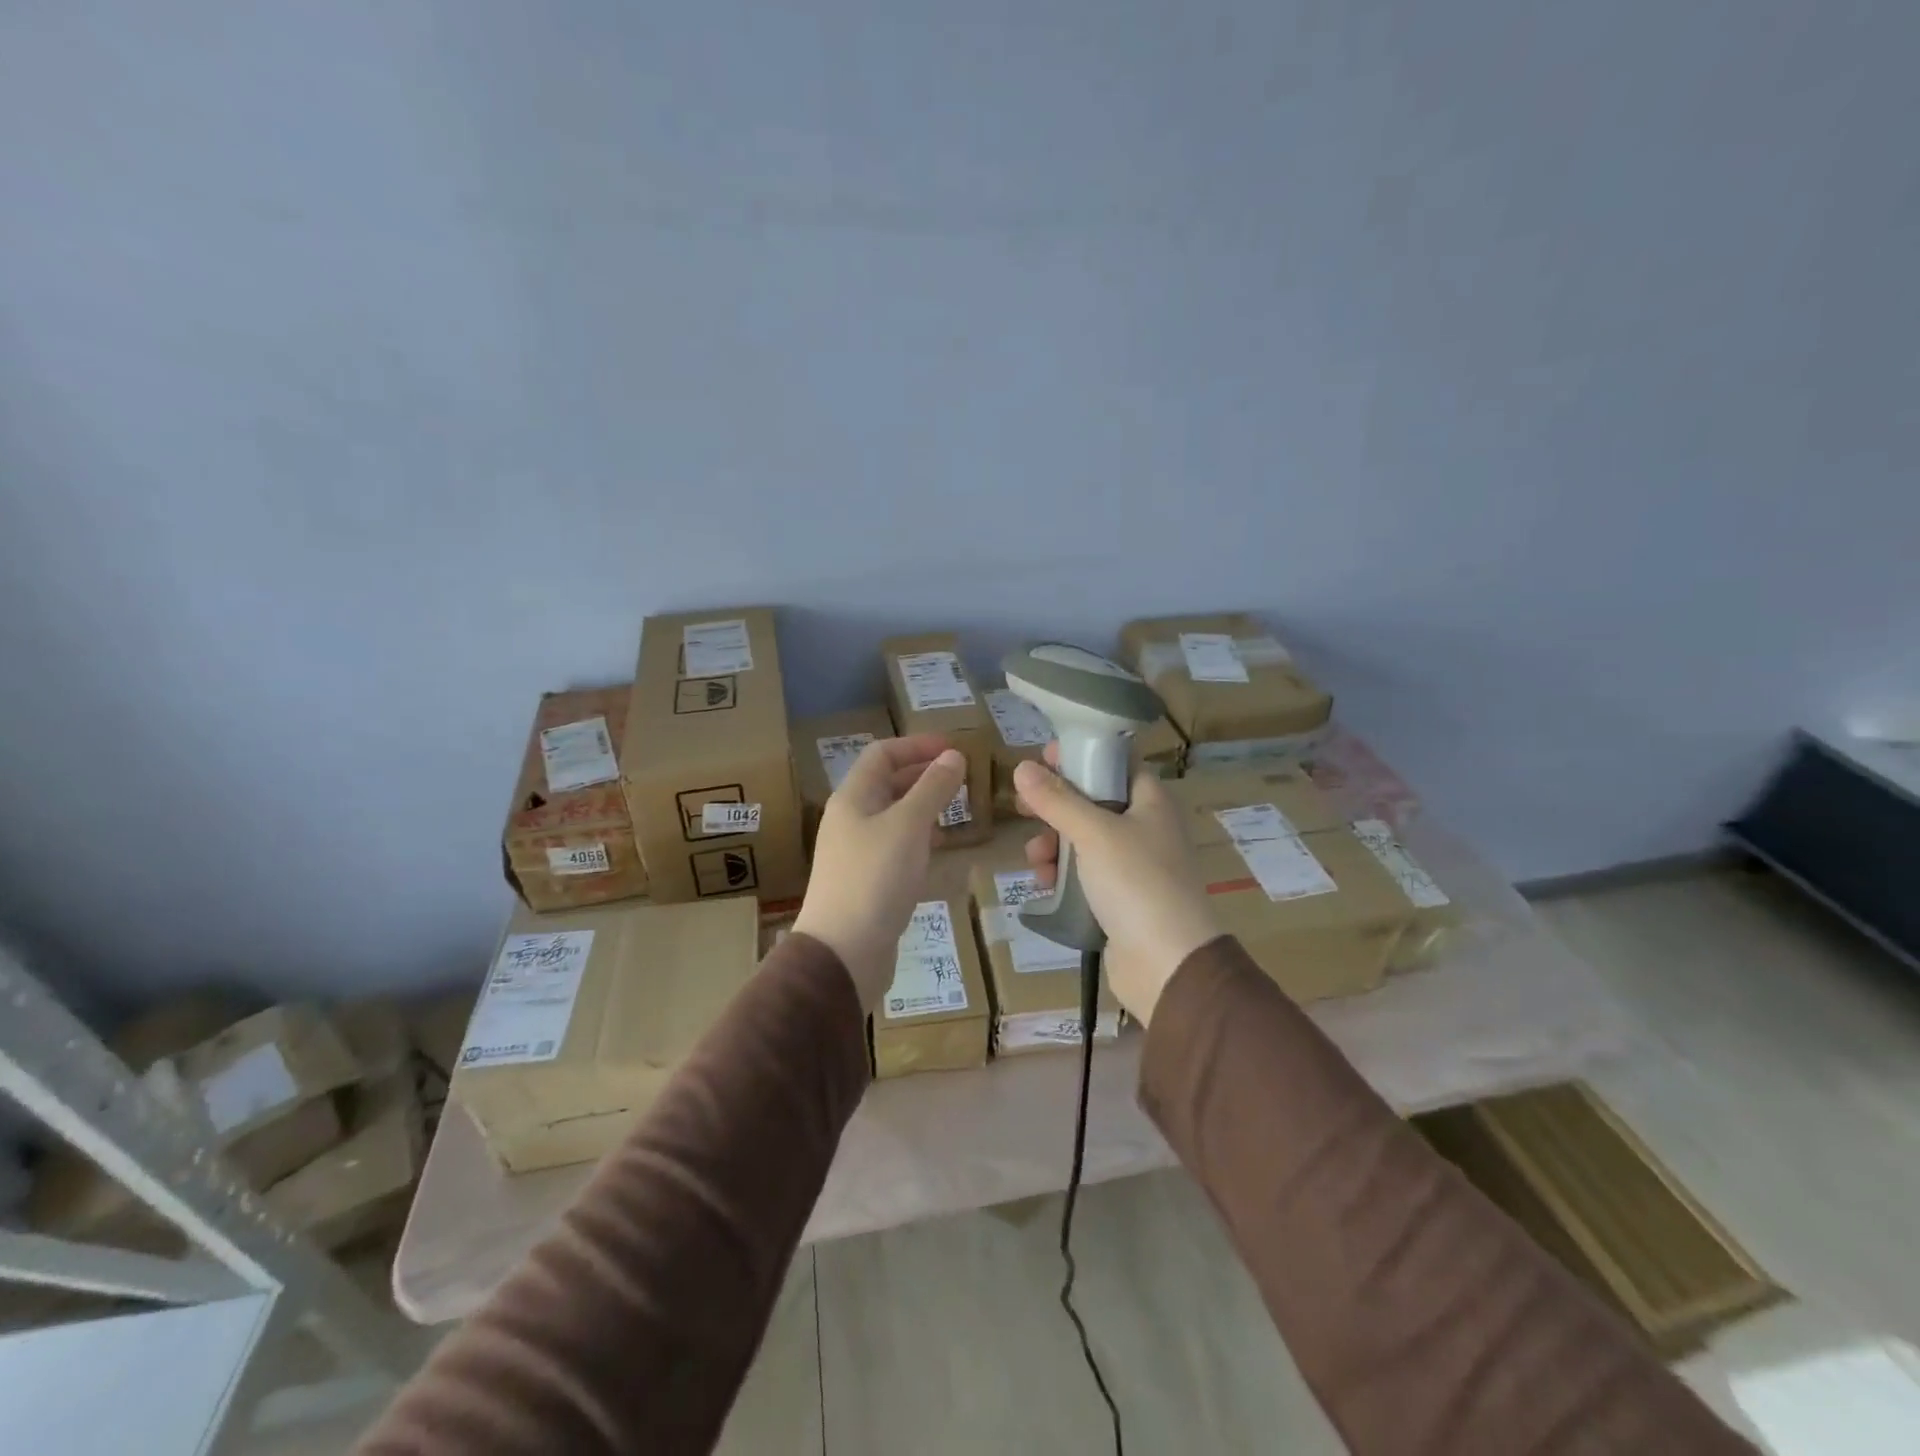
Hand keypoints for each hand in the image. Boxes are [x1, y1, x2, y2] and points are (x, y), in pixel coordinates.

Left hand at [794, 735, 969, 1011]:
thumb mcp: (909, 826)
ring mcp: (857, 852)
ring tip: (958, 810)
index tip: (955, 749)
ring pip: (894, 816)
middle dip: (925, 775)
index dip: (917, 745)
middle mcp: (851, 819)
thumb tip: (953, 755)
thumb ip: (932, 788)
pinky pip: (896, 846)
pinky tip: (941, 850)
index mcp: (853, 798)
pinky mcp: (867, 881)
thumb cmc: (875, 878)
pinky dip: (920, 839)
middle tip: (963, 779)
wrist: (843, 952)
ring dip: (925, 807)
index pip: (883, 754)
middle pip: (888, 783)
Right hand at [1013, 749, 1220, 1025]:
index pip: (1116, 763)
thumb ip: (1056, 800)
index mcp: (1150, 802)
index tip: (1044, 758)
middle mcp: (1145, 829)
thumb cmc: (1136, 882)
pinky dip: (1062, 876)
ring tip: (1035, 859)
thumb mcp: (1093, 833)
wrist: (1167, 963)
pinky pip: (1084, 876)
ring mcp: (1133, 866)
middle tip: (1024, 807)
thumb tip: (1022, 768)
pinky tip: (1044, 884)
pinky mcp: (1120, 899)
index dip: (1081, 756)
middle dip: (1056, 807)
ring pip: (1083, 842)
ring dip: (1054, 846)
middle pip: (1093, 803)